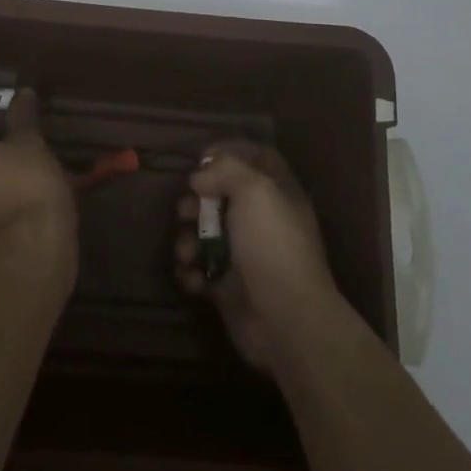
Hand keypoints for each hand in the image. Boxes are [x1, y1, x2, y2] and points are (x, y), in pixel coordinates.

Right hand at [173, 140, 338, 372]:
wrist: (285, 319)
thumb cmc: (272, 245)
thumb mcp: (255, 191)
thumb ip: (226, 170)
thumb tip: (200, 177)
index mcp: (277, 193)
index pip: (257, 157)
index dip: (230, 151)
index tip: (201, 156)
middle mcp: (262, 221)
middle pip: (222, 196)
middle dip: (197, 200)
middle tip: (185, 209)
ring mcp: (244, 255)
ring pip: (205, 234)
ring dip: (188, 239)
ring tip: (187, 251)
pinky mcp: (228, 287)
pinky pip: (200, 269)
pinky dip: (190, 271)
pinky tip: (193, 277)